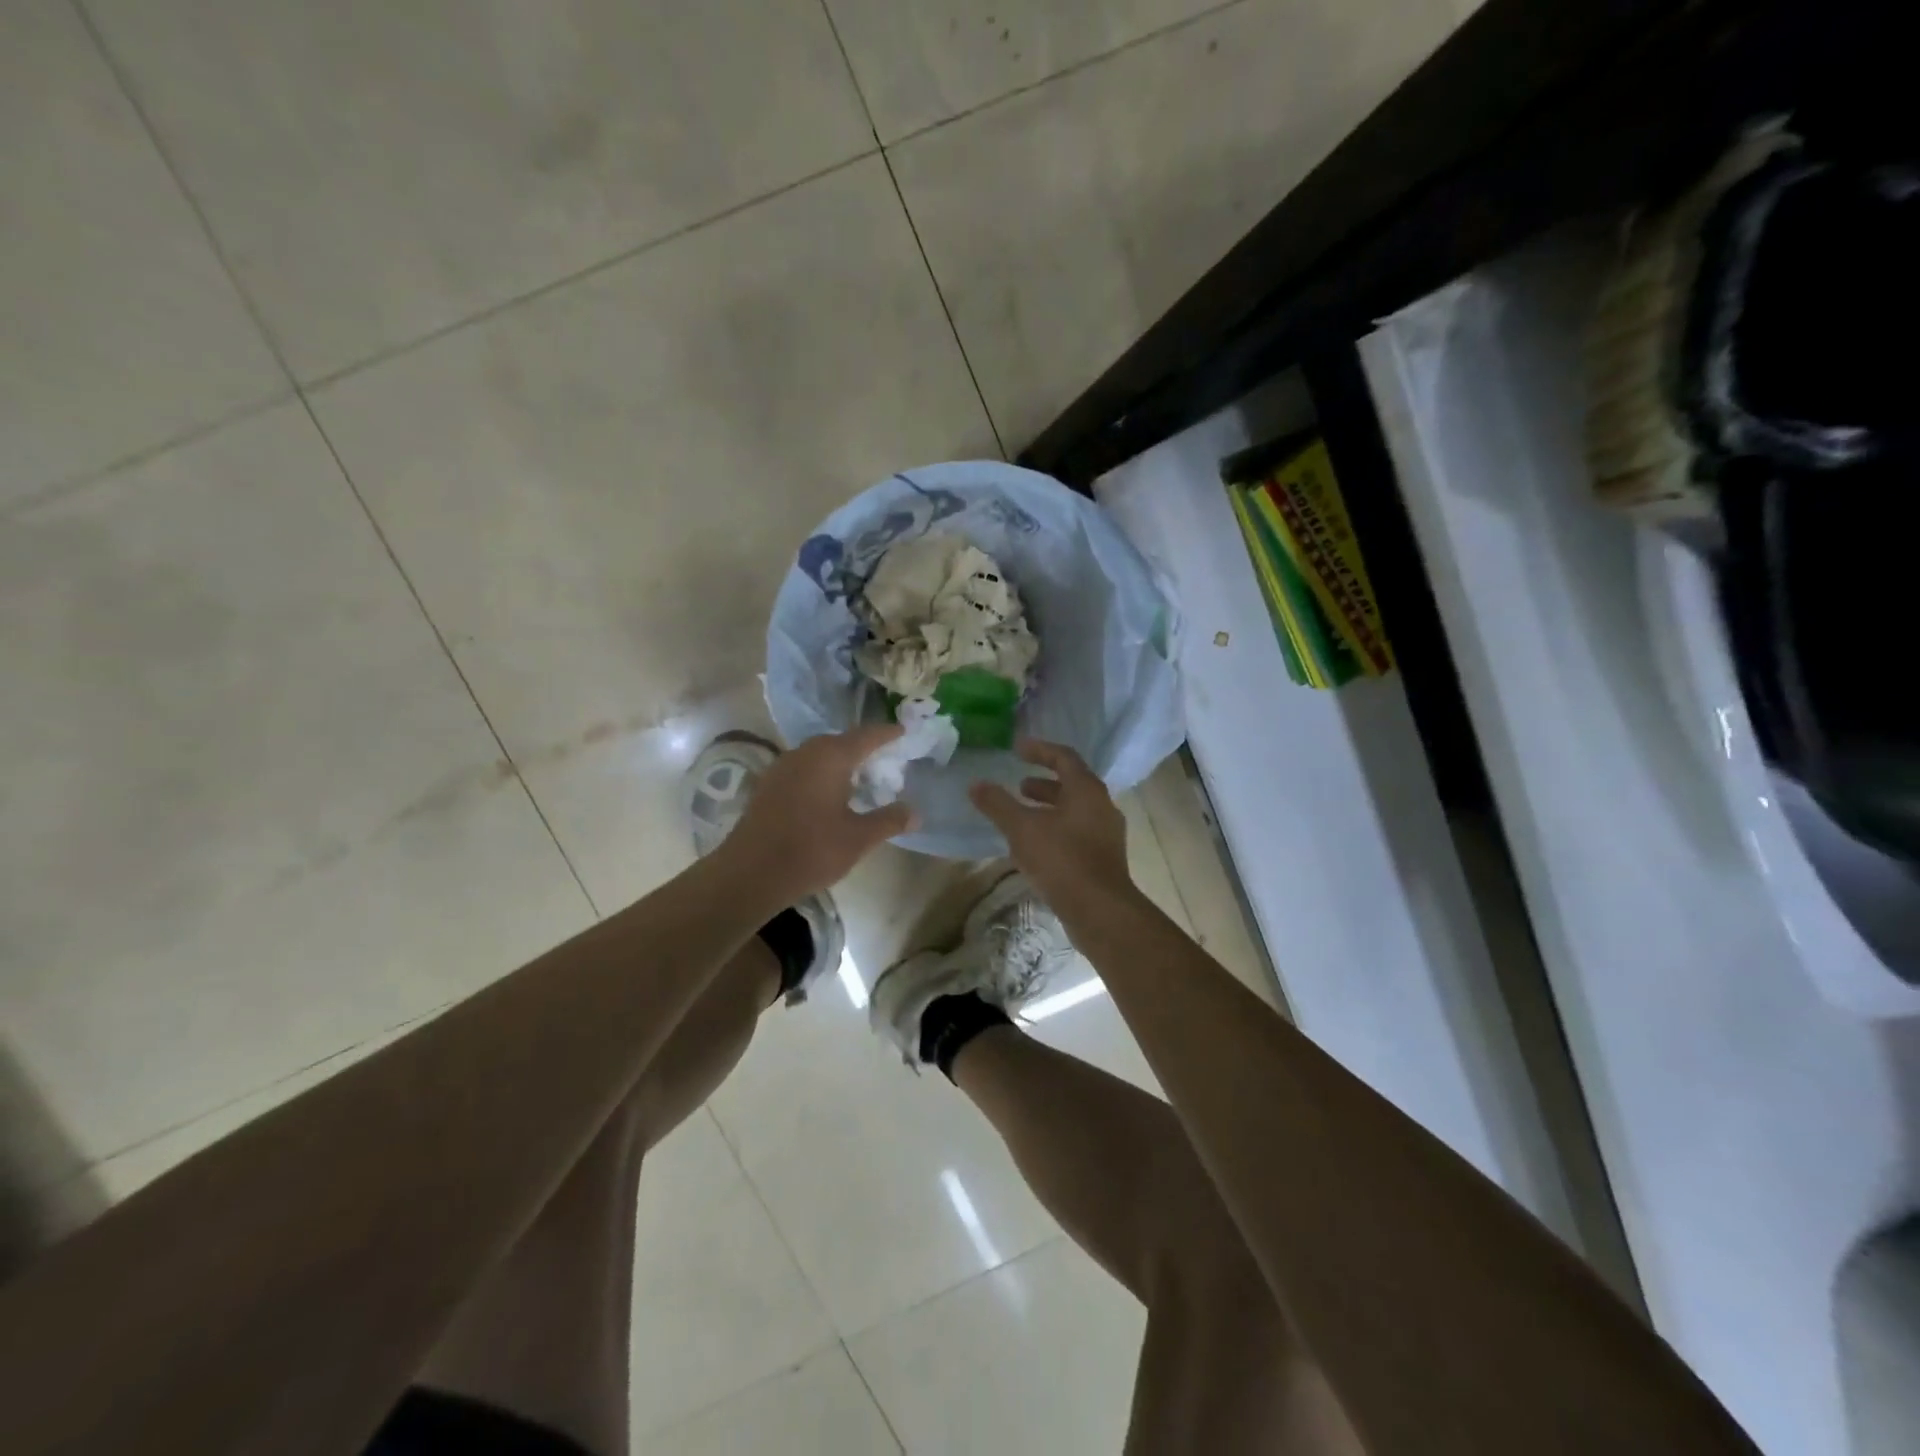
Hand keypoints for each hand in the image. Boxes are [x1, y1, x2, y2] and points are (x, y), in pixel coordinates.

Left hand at [722, 726, 915, 901]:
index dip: (887, 734)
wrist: (750, 873)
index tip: (903, 732)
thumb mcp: (859, 838)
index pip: (866, 736)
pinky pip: (803, 769)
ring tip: (860, 778)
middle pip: (841, 742)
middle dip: (864, 748)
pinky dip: (821, 774)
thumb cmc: (811, 850)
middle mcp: (805, 753)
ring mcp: (782, 767)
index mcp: (831, 757)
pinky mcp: (768, 785)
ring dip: (841, 762)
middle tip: (885, 761)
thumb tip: (915, 812)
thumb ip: (889, 820)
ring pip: (819, 755)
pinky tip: (828, 795)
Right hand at [969, 740, 1132, 910]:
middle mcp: (1102, 806)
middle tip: (1019, 785)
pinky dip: (1055, 829)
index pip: (1064, 757)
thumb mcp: (1022, 828)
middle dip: (1043, 783)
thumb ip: (998, 804)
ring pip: (1074, 811)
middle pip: (1072, 784)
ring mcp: (1106, 834)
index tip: (1017, 749)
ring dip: (1049, 808)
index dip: (1039, 750)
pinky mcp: (1103, 859)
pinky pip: (1077, 833)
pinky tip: (1035, 846)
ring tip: (1022, 815)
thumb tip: (975, 784)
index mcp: (1087, 790)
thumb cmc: (1062, 859)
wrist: (1100, 910)